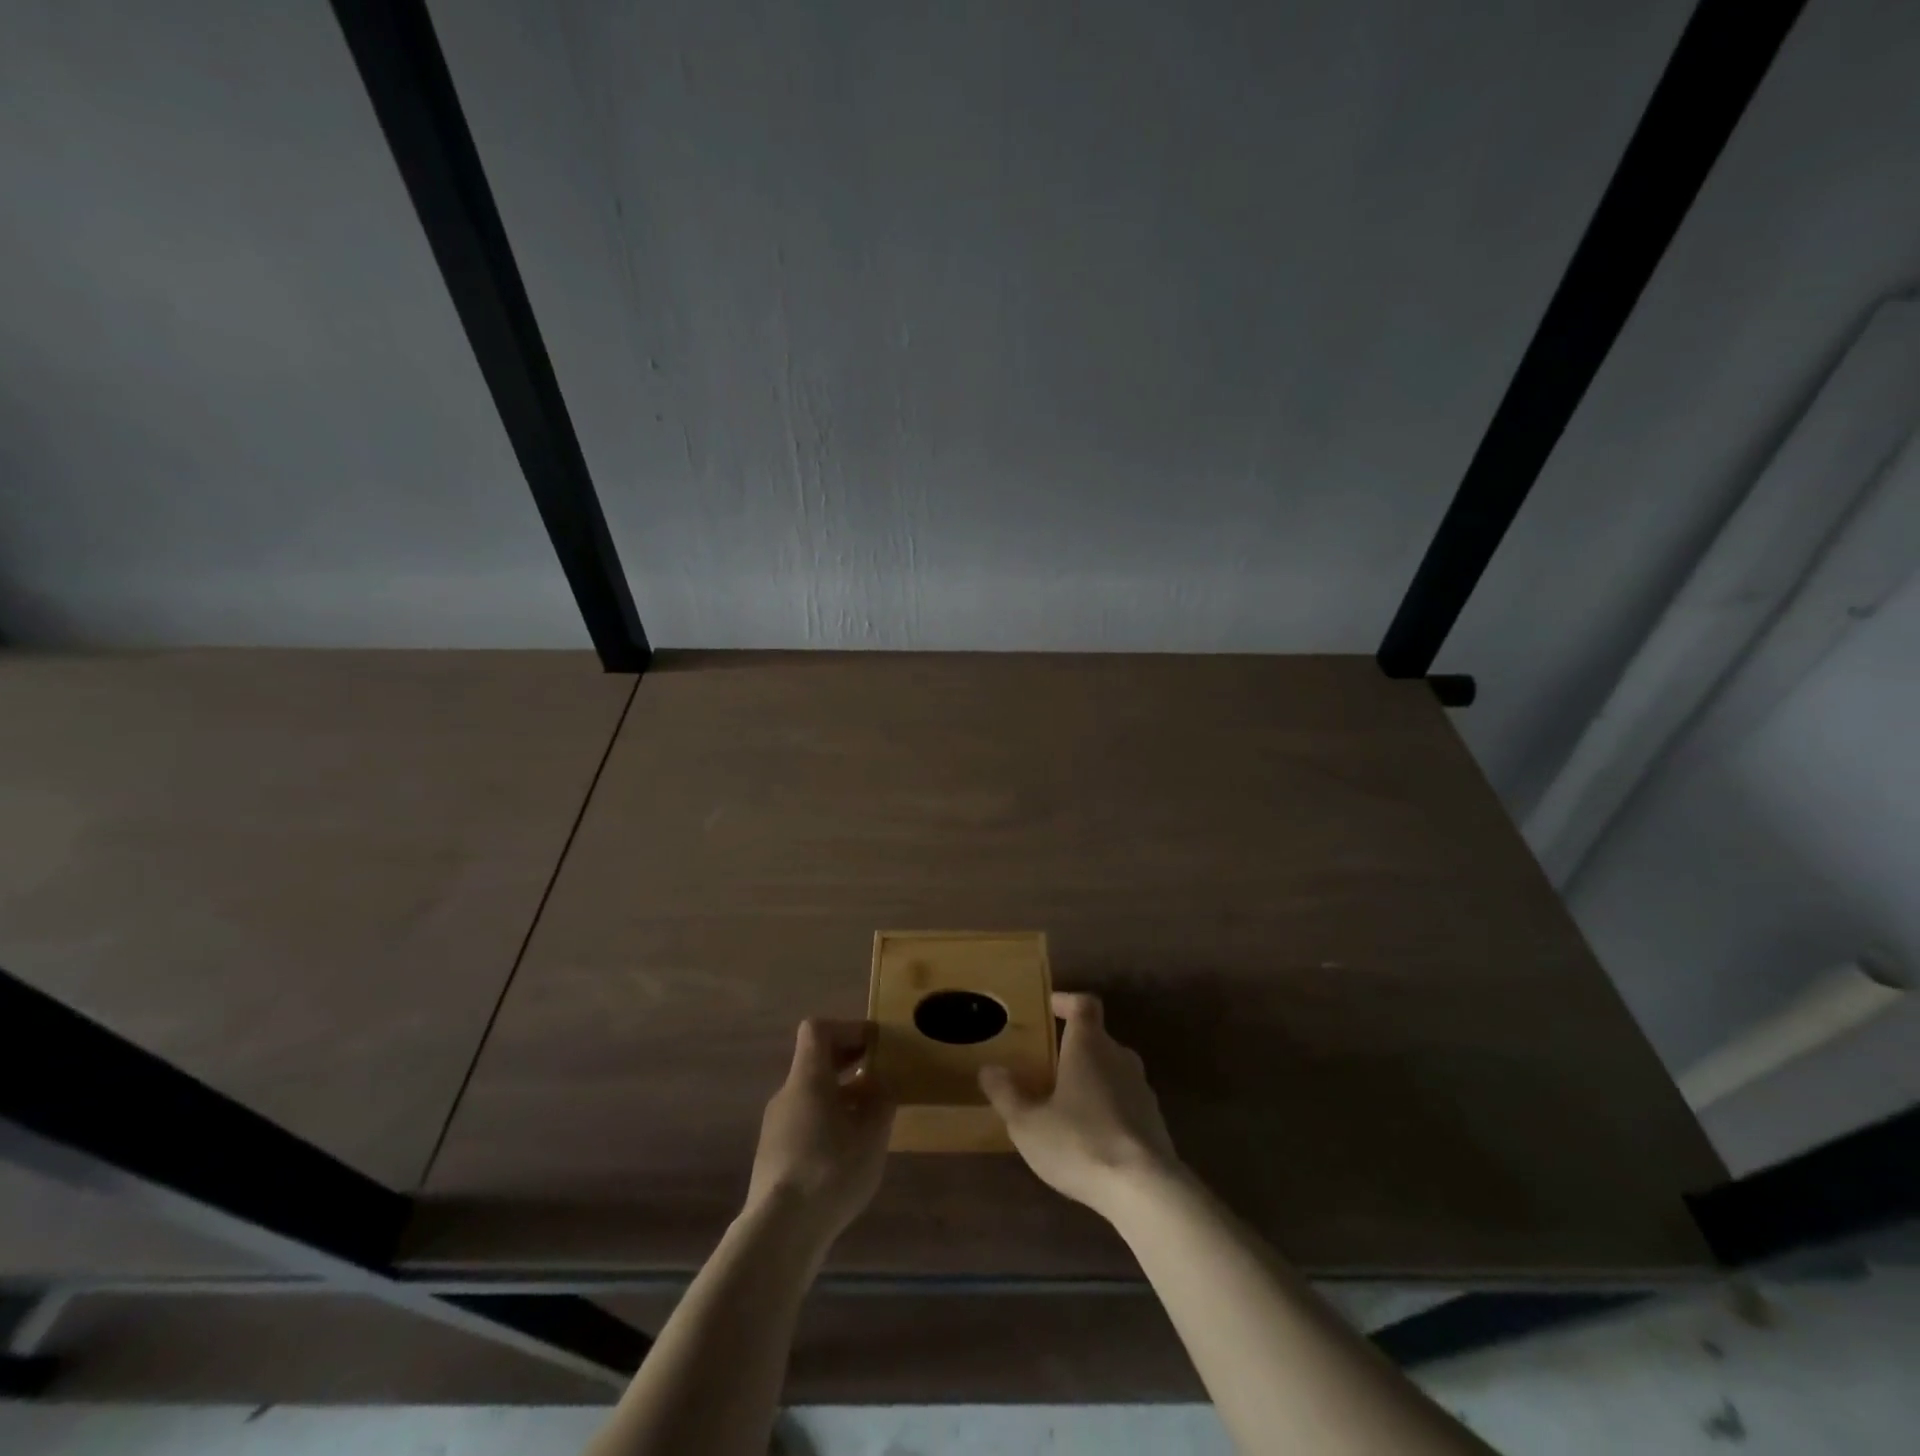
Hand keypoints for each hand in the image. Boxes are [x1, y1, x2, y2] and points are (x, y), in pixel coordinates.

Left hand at [745, 1019, 894, 1246]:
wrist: (778, 1232)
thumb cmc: (830, 1170)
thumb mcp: (872, 1134)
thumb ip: (880, 1100)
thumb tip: (880, 1082)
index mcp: (807, 1077)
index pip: (818, 1029)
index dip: (848, 1028)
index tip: (874, 1044)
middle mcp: (787, 1094)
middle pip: (814, 1061)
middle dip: (848, 1062)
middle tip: (879, 1073)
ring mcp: (775, 1126)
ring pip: (810, 1094)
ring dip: (840, 1094)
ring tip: (870, 1115)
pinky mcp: (773, 1156)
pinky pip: (804, 1121)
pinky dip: (828, 1120)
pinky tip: (848, 1149)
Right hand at [980, 992, 1183, 1217]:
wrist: (1145, 1190)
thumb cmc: (1080, 1142)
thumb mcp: (1028, 1124)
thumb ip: (1007, 1094)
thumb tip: (989, 1069)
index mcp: (1090, 1045)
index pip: (1084, 1004)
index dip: (1066, 1001)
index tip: (1049, 1008)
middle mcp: (1120, 1057)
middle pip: (1098, 1038)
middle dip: (1073, 1047)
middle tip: (1047, 1065)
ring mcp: (1142, 1089)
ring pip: (1112, 1070)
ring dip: (1091, 1079)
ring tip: (1065, 1103)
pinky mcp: (1155, 1121)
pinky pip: (1125, 1100)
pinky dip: (1107, 1107)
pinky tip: (1090, 1136)